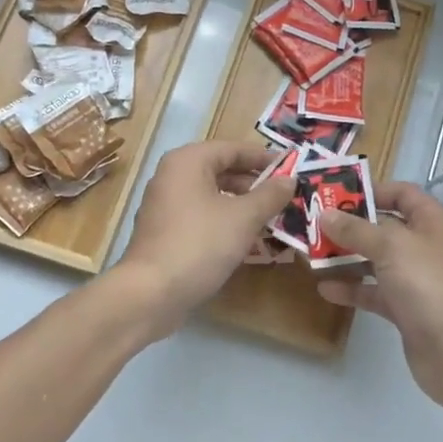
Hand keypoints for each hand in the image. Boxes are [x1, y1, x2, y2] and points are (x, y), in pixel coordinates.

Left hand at [110, 139, 293, 336]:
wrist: (151, 293)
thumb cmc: (200, 244)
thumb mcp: (244, 218)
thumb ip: (269, 195)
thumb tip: (290, 179)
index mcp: (188, 161)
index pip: (233, 148)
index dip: (264, 158)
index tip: (291, 169)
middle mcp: (172, 176)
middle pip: (221, 170)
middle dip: (254, 183)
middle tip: (284, 196)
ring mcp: (164, 205)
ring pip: (211, 195)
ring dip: (241, 204)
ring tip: (270, 218)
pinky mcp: (164, 231)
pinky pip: (200, 216)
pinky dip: (223, 221)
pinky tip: (245, 239)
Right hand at [316, 183, 442, 410]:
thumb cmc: (430, 285)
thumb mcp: (391, 247)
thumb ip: (356, 229)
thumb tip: (325, 215)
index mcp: (433, 222)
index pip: (402, 194)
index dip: (371, 191)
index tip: (335, 194)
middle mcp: (426, 246)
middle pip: (385, 227)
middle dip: (350, 226)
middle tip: (313, 224)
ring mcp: (417, 280)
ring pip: (377, 261)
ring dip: (347, 257)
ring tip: (311, 255)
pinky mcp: (407, 310)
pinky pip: (375, 292)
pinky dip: (353, 289)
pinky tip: (325, 289)